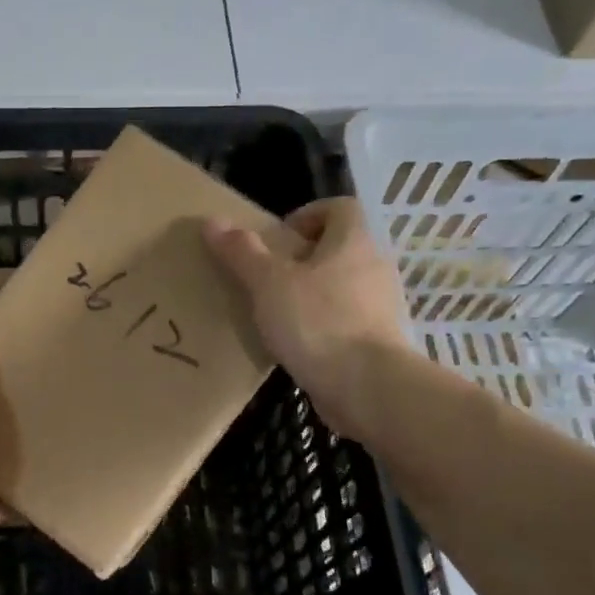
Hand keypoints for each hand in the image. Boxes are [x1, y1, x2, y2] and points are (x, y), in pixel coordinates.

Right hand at [205, 199, 410, 440]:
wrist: (368, 387)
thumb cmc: (318, 322)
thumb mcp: (269, 284)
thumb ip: (242, 253)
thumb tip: (212, 221)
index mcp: (354, 241)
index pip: (340, 207)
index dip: (308, 215)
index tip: (278, 241)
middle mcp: (375, 266)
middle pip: (340, 248)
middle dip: (304, 260)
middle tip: (269, 280)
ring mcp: (382, 305)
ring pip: (344, 286)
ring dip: (314, 295)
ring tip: (279, 316)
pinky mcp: (380, 341)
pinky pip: (348, 321)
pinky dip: (325, 326)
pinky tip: (299, 346)